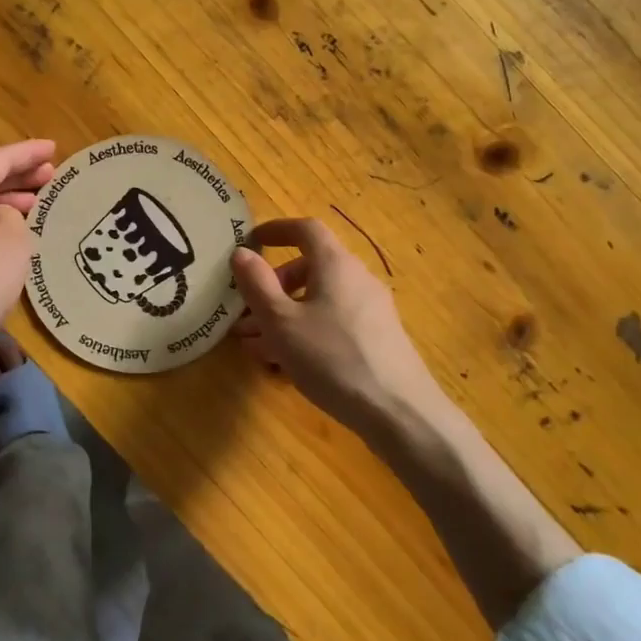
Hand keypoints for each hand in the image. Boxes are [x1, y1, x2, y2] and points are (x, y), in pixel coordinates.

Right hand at [231, 218, 450, 441]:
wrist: (398, 411)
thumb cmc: (332, 358)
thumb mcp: (281, 323)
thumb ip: (257, 285)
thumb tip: (241, 253)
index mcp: (335, 264)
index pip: (306, 229)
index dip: (277, 229)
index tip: (253, 240)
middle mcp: (357, 278)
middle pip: (311, 268)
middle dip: (274, 286)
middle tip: (247, 313)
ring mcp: (372, 309)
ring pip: (320, 300)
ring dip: (286, 314)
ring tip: (257, 346)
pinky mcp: (378, 338)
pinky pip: (334, 322)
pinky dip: (307, 330)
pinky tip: (289, 363)